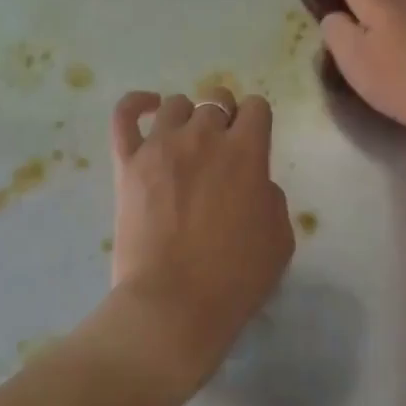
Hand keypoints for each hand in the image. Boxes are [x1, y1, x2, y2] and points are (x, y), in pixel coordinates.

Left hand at [105, 87, 294, 396]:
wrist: (173, 305)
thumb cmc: (234, 278)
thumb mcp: (280, 239)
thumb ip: (272, 197)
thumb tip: (255, 182)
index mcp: (246, 151)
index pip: (257, 107)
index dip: (257, 122)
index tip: (254, 143)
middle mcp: (204, 136)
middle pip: (216, 100)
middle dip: (224, 118)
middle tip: (220, 151)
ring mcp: (162, 145)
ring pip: (176, 104)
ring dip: (187, 118)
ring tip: (185, 144)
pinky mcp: (128, 161)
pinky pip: (125, 114)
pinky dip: (137, 103)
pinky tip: (148, 107)